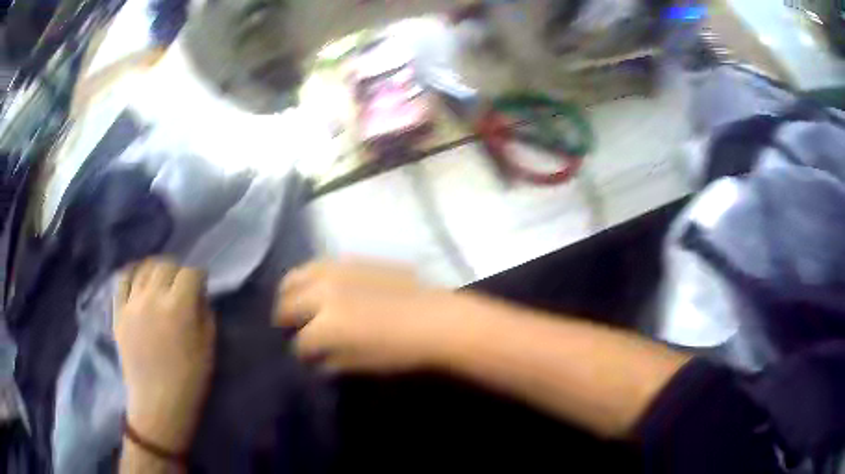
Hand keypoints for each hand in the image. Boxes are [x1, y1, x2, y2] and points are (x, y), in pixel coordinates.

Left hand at [115, 258, 215, 452]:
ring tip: (161, 279)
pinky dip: (131, 274)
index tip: (202, 283)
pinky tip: (138, 279)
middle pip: (166, 265)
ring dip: (156, 269)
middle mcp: (152, 297)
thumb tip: (198, 295)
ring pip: (144, 268)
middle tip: (182, 283)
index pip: (190, 273)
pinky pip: (121, 280)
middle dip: (178, 270)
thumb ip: (205, 314)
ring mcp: (131, 303)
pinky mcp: (118, 312)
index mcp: (178, 307)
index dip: (199, 275)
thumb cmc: (189, 380)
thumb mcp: (208, 348)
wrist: (158, 403)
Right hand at [275, 259, 454, 373]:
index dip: (302, 353)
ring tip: (296, 302)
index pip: (300, 343)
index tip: (306, 357)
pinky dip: (310, 276)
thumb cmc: (400, 350)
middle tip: (290, 326)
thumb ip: (330, 362)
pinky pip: (319, 264)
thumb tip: (316, 359)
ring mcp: (335, 272)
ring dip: (291, 291)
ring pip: (296, 276)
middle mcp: (323, 294)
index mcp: (324, 326)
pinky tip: (318, 286)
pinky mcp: (350, 259)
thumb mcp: (361, 364)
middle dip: (285, 317)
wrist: (434, 318)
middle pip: (287, 303)